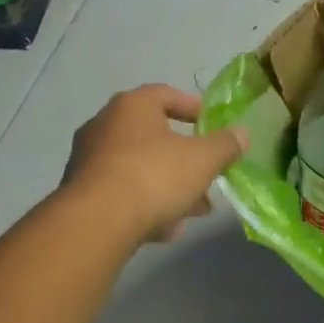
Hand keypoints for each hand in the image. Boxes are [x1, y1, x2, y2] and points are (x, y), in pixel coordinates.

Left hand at [61, 85, 248, 243]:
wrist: (97, 221)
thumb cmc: (155, 176)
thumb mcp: (203, 160)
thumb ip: (225, 145)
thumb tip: (241, 134)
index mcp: (132, 107)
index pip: (164, 94)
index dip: (191, 106)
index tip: (210, 122)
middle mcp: (104, 126)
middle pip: (153, 136)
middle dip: (185, 157)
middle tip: (208, 174)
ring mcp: (89, 160)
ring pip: (139, 168)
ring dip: (169, 185)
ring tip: (194, 210)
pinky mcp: (81, 194)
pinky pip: (123, 193)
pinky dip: (146, 204)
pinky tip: (167, 228)